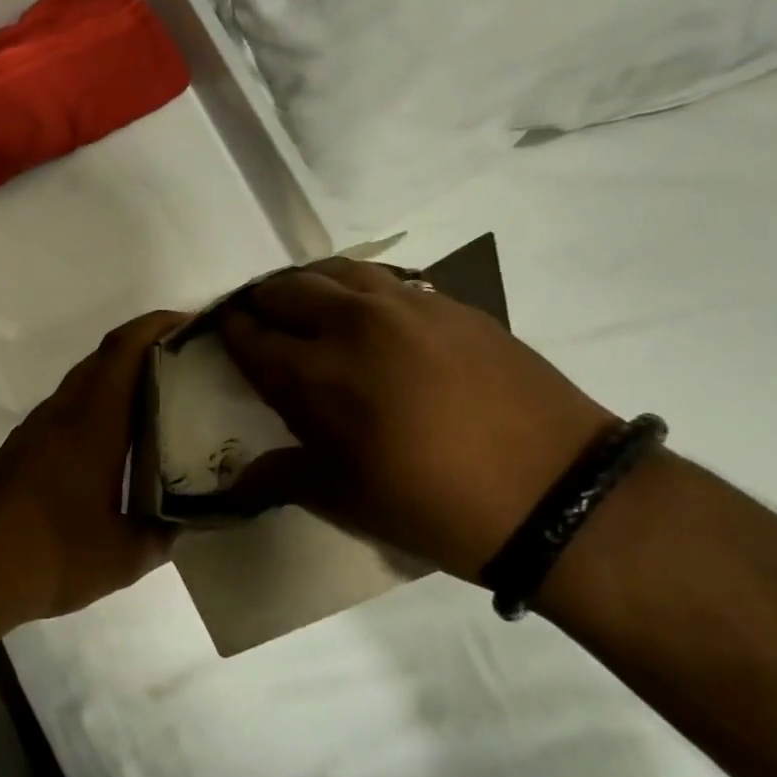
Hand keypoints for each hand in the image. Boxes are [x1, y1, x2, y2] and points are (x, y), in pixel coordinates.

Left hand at [0, 311, 182, 638]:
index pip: (124, 350)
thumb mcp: (122, 557)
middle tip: (192, 361)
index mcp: (91, 424)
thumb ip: (164, 533)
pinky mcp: (25, 445)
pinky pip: (71, 405)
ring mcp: (39, 427)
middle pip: (106, 356)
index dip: (157, 325)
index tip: (193, 323)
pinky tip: (123, 435)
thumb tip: (190, 519)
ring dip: (123, 374)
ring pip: (86, 380)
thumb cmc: (49, 557)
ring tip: (167, 393)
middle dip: (148, 345)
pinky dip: (101, 402)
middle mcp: (63, 412)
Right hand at [219, 259, 615, 579]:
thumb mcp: (346, 498)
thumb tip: (237, 483)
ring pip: (337, 271)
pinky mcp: (450, 304)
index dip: (230, 332)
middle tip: (256, 318)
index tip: (221, 331)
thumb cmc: (432, 505)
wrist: (554, 493)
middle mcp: (353, 325)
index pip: (253, 337)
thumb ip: (283, 475)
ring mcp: (406, 306)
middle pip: (287, 290)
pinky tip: (365, 310)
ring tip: (304, 304)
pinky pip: (386, 279)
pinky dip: (358, 287)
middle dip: (261, 301)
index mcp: (317, 374)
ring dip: (308, 284)